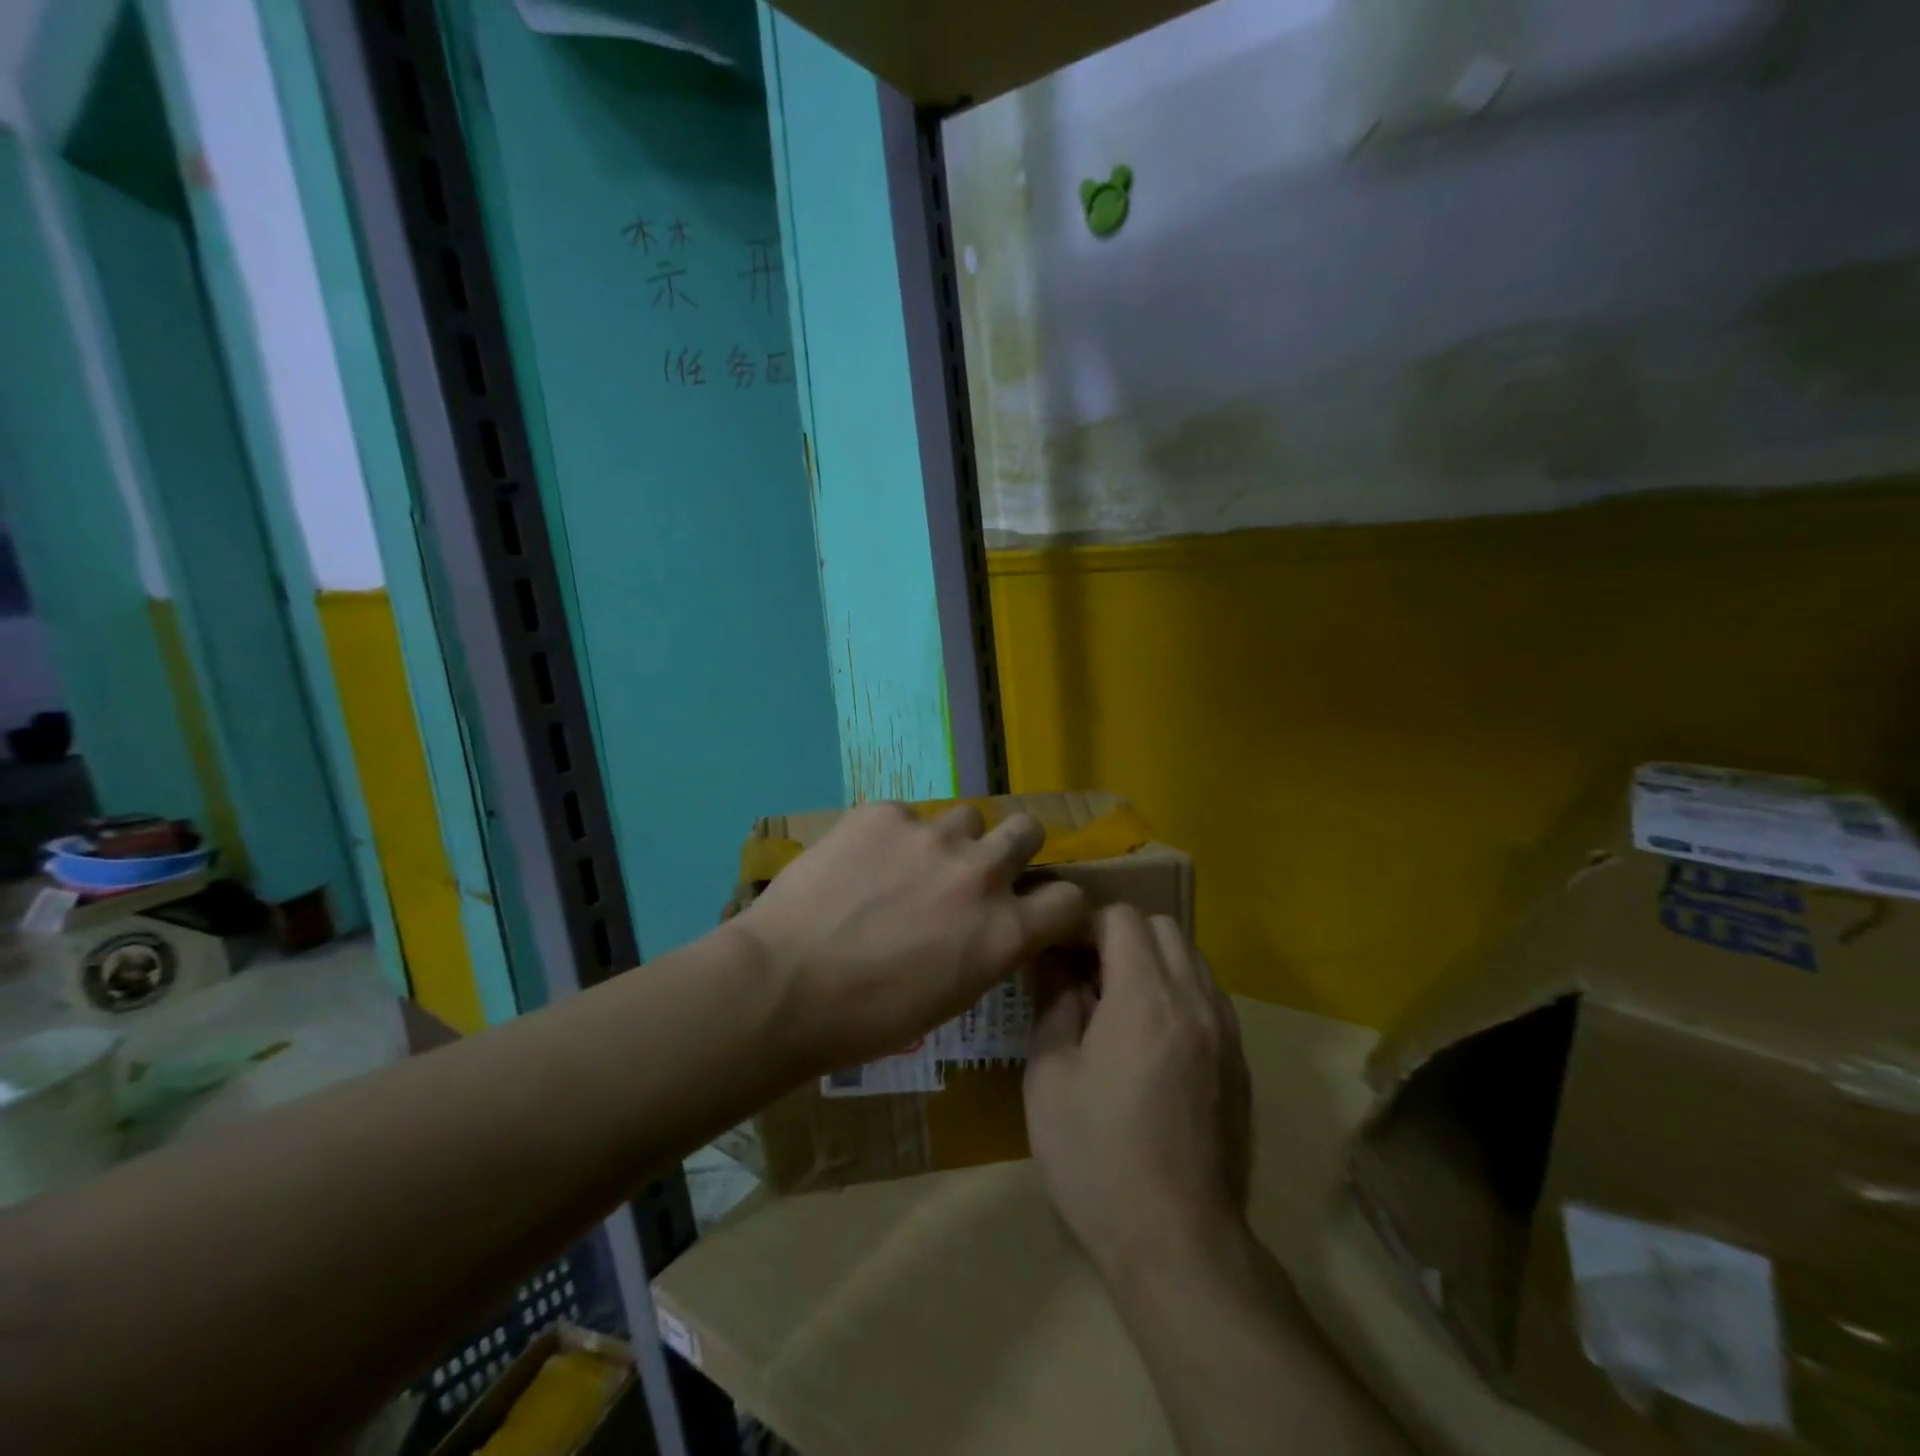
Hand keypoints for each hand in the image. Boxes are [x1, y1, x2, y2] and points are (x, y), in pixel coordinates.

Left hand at [735, 803, 1087, 1075]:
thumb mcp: (950, 997)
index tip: (1035, 908)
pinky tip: (858, 864)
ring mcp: (932, 835)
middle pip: (1028, 829)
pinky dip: (891, 837)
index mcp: (1005, 930)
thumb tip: (990, 925)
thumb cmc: (867, 1018)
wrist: (783, 985)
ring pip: (965, 817)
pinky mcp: (883, 813)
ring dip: (949, 841)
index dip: (1056, 904)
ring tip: (906, 866)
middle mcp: (981, 873)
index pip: (1070, 899)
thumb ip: (985, 948)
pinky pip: (904, 816)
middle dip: (1013, 847)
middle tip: (977, 869)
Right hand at [1024, 906, 1251, 1272]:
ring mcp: (1226, 1032)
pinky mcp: (1240, 1063)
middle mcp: (1195, 1000)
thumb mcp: (1050, 1078)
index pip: (1122, 918)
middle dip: (1122, 936)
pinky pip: (1210, 997)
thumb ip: (1055, 1006)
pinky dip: (1180, 993)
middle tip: (1088, 976)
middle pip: (1164, 928)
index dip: (1086, 925)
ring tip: (1120, 1005)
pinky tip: (1153, 1040)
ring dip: (1155, 962)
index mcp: (1145, 997)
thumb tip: (1057, 967)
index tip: (1062, 955)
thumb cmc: (1098, 1157)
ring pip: (1193, 959)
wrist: (1178, 1243)